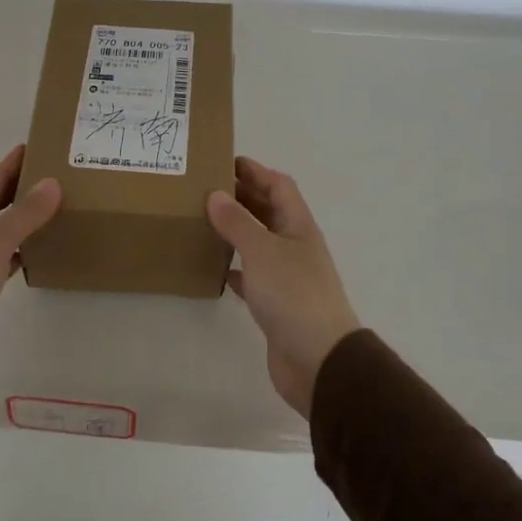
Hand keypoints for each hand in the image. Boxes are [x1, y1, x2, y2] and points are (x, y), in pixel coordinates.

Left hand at [0, 146, 61, 399]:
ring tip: (56, 213)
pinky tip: (37, 256)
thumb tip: (52, 182)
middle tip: (60, 178)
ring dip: (23, 222)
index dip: (16, 162)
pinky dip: (19, 254)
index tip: (43, 145)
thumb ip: (24, 214)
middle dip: (23, 189)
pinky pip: (0, 261)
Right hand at [206, 157, 360, 417]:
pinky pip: (253, 276)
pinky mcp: (276, 304)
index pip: (279, 186)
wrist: (318, 359)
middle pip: (269, 212)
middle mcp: (295, 246)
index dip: (256, 171)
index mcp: (298, 226)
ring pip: (259, 243)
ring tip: (203, 221)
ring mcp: (287, 276)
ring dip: (236, 230)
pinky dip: (236, 267)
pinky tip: (216, 267)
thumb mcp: (262, 251)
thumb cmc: (293, 295)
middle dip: (242, 197)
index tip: (223, 161)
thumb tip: (216, 194)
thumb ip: (238, 222)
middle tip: (204, 189)